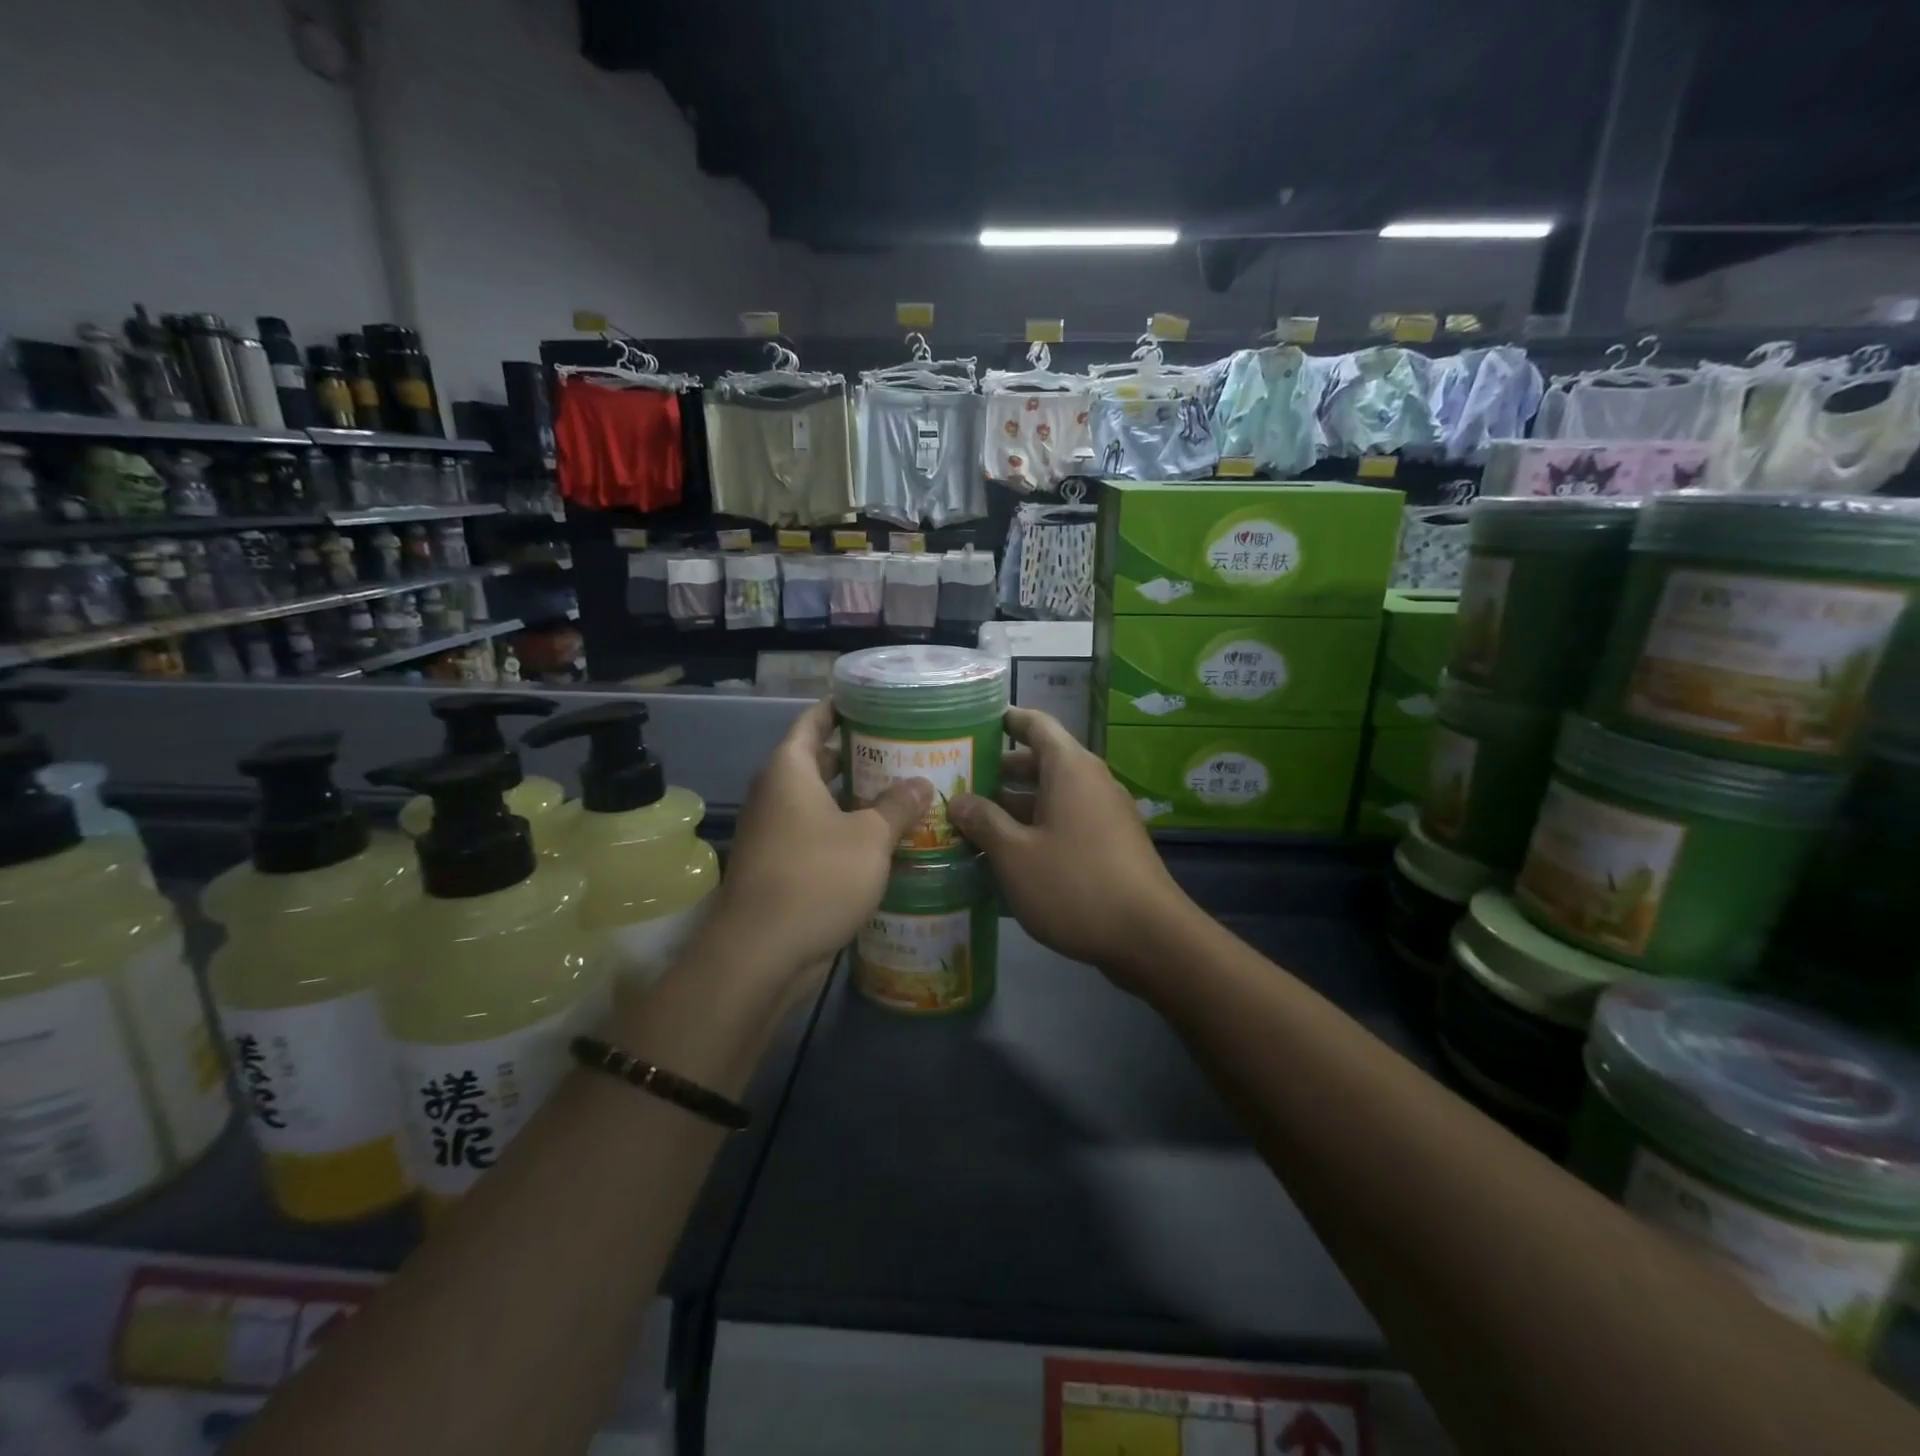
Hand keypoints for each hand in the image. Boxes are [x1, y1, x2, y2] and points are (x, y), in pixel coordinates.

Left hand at [703, 701, 930, 977]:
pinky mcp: (782, 866)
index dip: (840, 708)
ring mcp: (776, 832)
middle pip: (818, 761)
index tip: (873, 701)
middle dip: (859, 755)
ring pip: (821, 802)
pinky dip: (847, 831)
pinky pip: (818, 835)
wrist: (762, 952)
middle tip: (905, 749)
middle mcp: (777, 794)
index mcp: (789, 771)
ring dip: (857, 798)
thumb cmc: (816, 877)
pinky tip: (885, 839)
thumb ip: (898, 806)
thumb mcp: (869, 838)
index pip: (813, 722)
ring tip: (904, 791)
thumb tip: (922, 783)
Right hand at [948, 708, 1197, 990]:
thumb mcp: (1015, 855)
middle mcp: (1090, 782)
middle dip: (999, 772)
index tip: (973, 723)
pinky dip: (1036, 830)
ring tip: (971, 823)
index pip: (1035, 724)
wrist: (1149, 937)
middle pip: (1040, 763)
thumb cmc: (1075, 884)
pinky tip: (1006, 857)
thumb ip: (984, 822)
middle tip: (957, 783)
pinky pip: (1066, 823)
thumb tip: (960, 800)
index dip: (1005, 719)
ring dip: (1014, 807)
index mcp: (1069, 768)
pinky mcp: (1110, 845)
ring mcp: (1104, 815)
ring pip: (1051, 797)